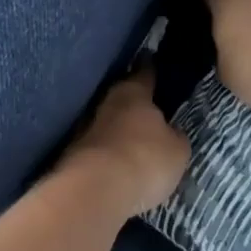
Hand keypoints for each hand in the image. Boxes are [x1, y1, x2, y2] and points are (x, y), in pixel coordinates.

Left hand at [61, 65, 189, 213]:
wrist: (93, 192)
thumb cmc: (144, 160)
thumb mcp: (177, 150)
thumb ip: (175, 136)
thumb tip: (170, 132)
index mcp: (133, 92)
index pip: (145, 72)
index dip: (151, 67)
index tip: (151, 58)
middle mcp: (106, 103)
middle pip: (123, 97)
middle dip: (134, 101)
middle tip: (149, 106)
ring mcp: (85, 129)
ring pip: (108, 122)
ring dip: (119, 128)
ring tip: (136, 139)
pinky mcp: (73, 155)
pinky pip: (99, 147)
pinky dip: (108, 152)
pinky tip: (118, 163)